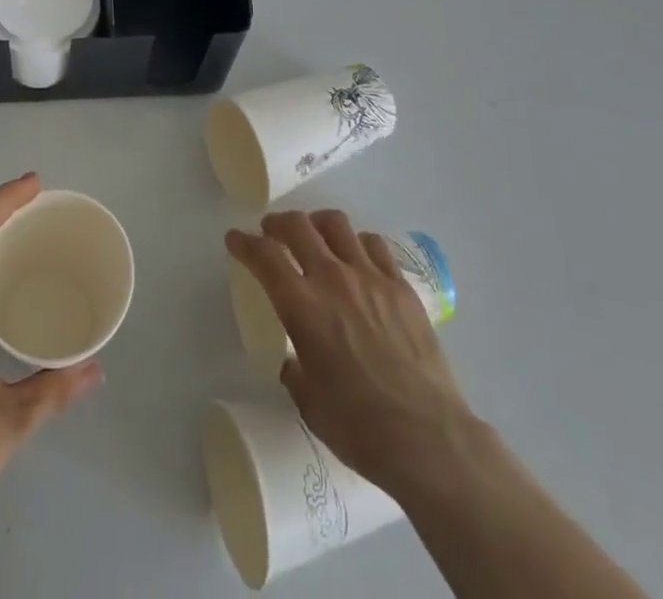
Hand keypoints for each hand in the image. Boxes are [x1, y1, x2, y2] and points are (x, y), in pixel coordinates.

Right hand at [227, 210, 471, 501]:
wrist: (427, 438)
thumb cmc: (359, 427)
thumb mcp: (309, 402)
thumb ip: (295, 370)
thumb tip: (294, 361)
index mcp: (302, 306)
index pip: (264, 256)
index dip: (244, 243)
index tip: (235, 239)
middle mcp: (333, 279)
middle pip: (298, 226)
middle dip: (278, 223)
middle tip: (271, 232)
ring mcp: (370, 278)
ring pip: (336, 225)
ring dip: (317, 225)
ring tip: (315, 237)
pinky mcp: (401, 287)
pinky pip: (374, 245)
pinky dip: (356, 243)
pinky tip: (357, 258)